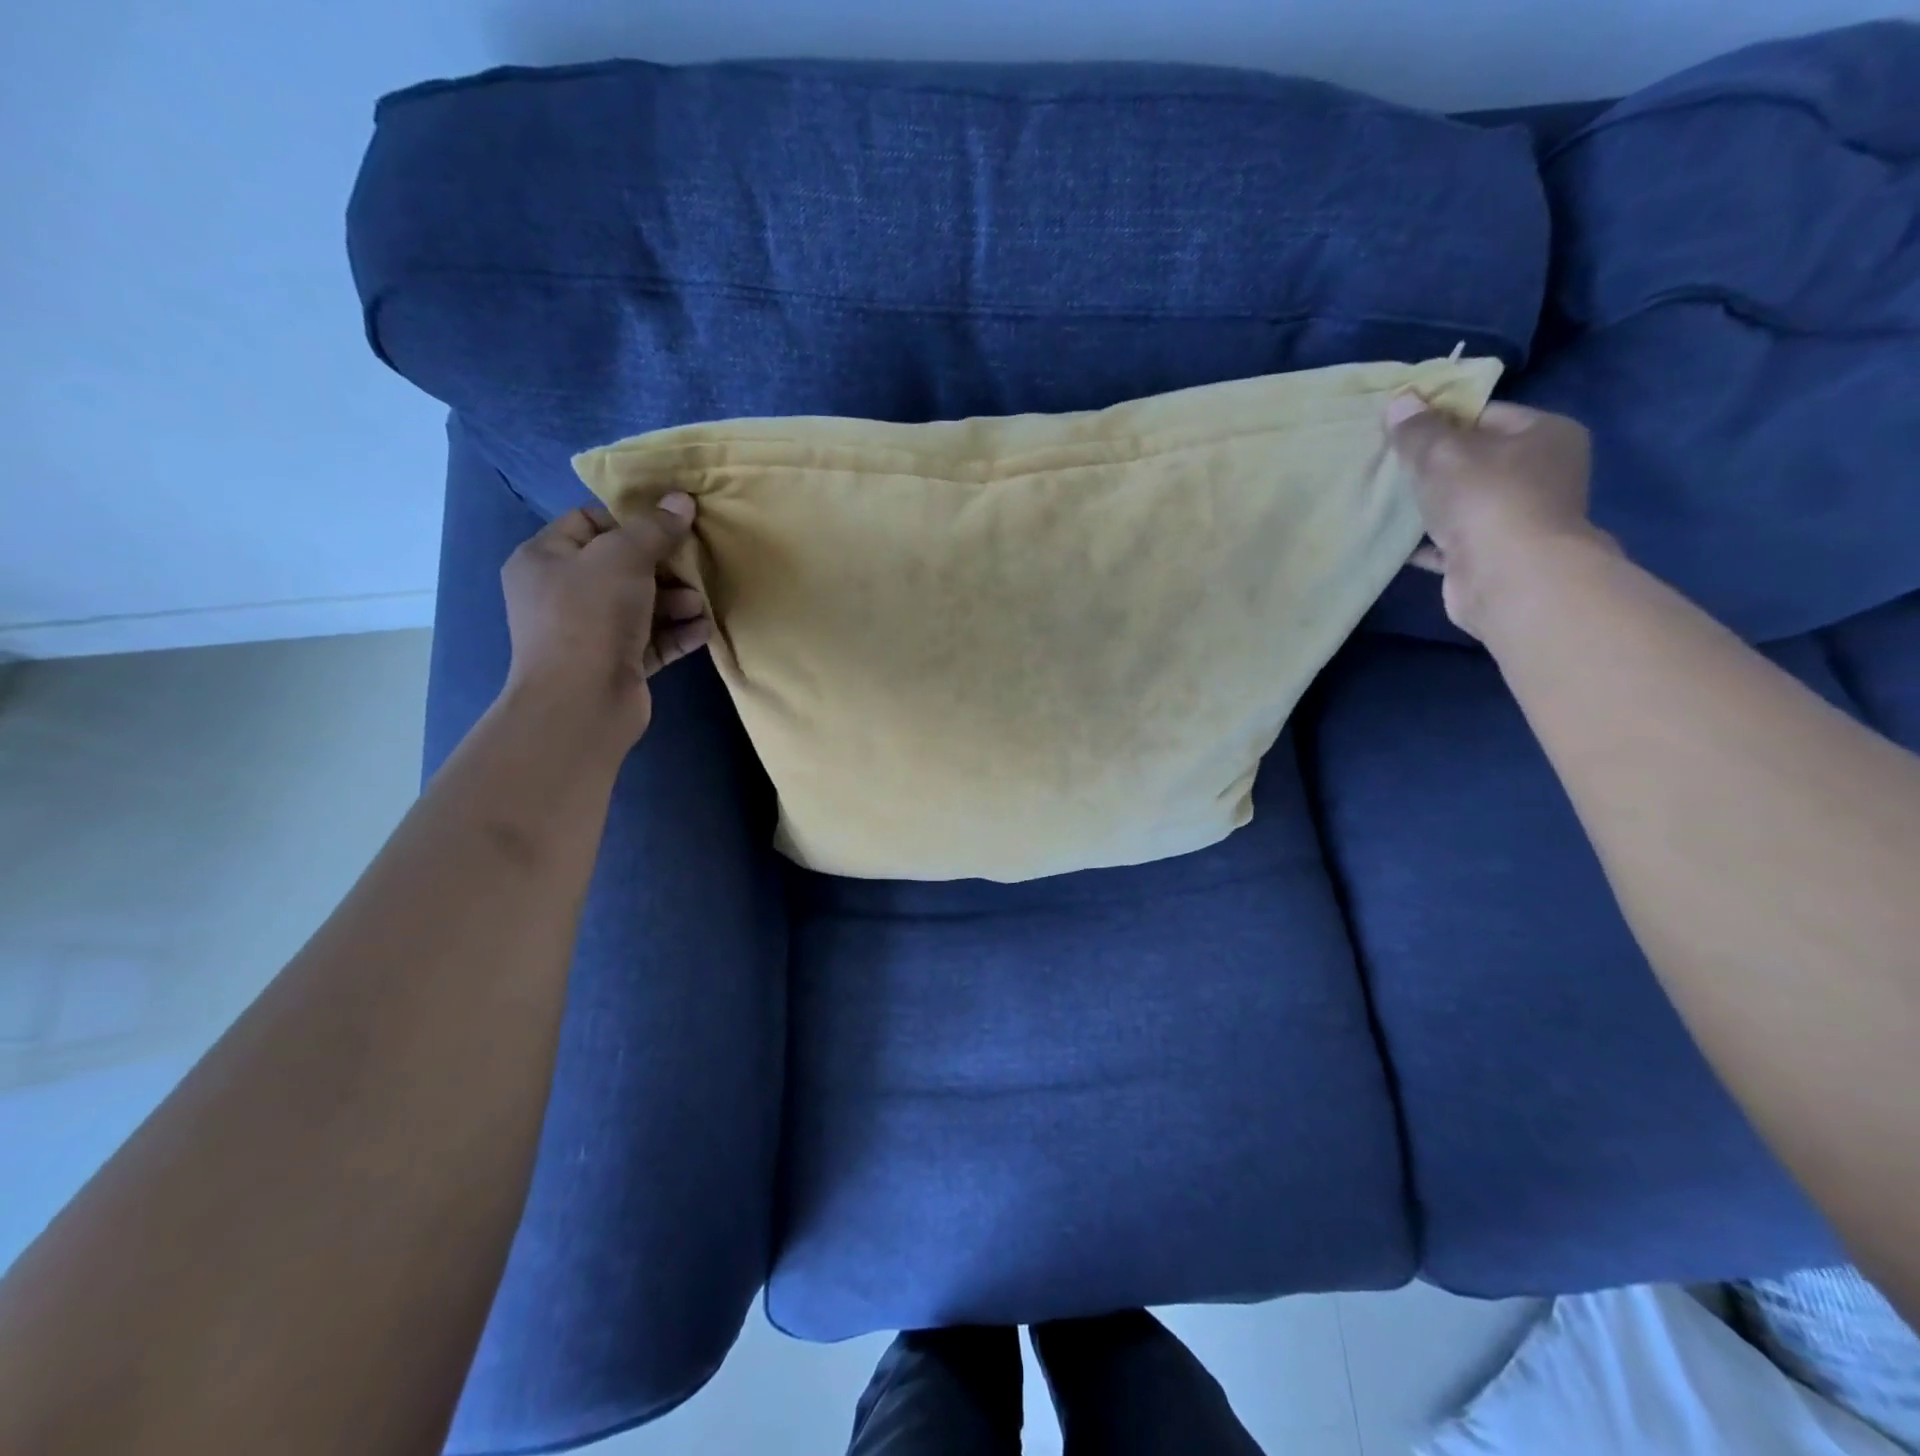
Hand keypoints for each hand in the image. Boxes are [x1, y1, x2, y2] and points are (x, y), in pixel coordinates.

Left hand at [499, 495, 710, 747]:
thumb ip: (654, 528)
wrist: (582, 701)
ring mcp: (589, 632)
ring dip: (676, 601)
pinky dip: (678, 632)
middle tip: (694, 564)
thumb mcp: (623, 557)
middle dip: (663, 565)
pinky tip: (704, 629)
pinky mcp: (617, 663)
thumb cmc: (590, 616)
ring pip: (641, 604)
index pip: (588, 522)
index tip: (670, 523)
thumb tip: (681, 500)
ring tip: (700, 603)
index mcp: (545, 559)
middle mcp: (562, 593)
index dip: (630, 519)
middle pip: (621, 565)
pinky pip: (652, 639)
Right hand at [1386, 395, 1613, 637]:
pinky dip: (1427, 541)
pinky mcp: (1496, 555)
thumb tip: (1401, 401)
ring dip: (1429, 503)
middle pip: (1476, 458)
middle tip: (1389, 464)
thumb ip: (1418, 429)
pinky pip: (1453, 540)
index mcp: (1545, 434)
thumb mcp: (1441, 453)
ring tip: (1386, 499)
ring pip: (1464, 501)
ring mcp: (1521, 517)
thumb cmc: (1484, 499)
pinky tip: (1395, 540)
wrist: (1508, 577)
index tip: (1401, 429)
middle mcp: (1543, 472)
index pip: (1486, 414)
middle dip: (1432, 463)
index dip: (1441, 419)